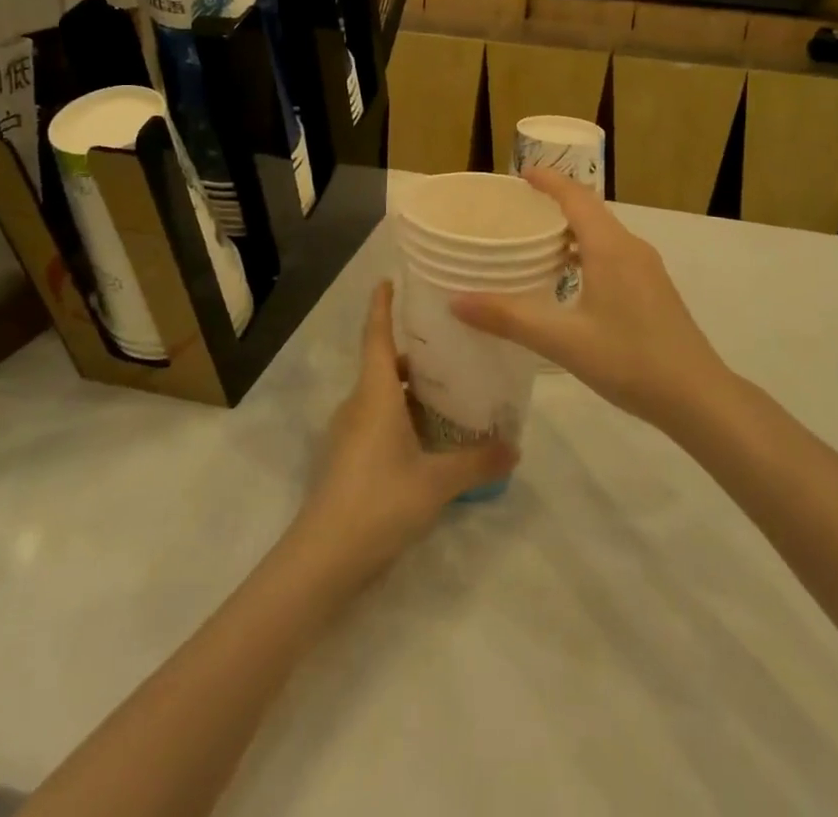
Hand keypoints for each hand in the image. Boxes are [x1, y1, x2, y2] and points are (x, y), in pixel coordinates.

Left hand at [297, 282, 514, 578]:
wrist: (323, 559)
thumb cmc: (380, 501)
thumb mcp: (437, 481)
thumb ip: (477, 461)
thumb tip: (515, 447)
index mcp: (374, 393)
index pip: (375, 334)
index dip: (381, 304)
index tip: (388, 279)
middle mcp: (357, 404)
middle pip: (383, 365)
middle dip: (413, 354)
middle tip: (451, 346)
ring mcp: (347, 433)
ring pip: (380, 396)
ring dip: (409, 390)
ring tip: (449, 392)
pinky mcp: (346, 459)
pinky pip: (376, 421)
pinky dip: (401, 416)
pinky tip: (428, 438)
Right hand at [451, 170, 728, 431]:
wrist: (698, 396)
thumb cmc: (630, 360)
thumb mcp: (563, 341)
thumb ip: (509, 318)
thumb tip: (456, 301)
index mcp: (610, 247)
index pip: (576, 196)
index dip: (548, 180)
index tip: (520, 174)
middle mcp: (631, 248)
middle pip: (589, 211)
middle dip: (554, 203)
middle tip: (516, 211)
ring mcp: (647, 269)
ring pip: (602, 235)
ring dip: (570, 230)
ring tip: (534, 244)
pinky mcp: (653, 289)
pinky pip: (613, 254)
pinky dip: (586, 252)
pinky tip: (568, 281)